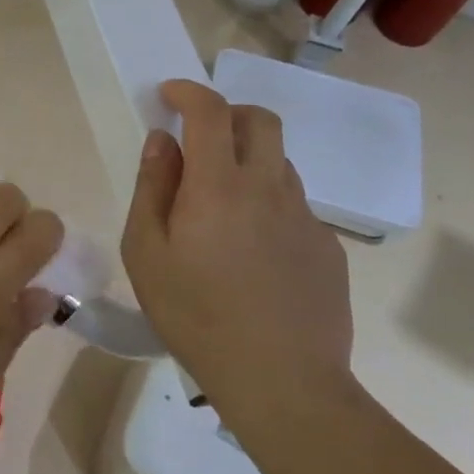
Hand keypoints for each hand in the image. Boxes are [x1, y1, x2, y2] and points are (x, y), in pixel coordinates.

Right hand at [122, 80, 354, 437]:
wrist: (282, 382)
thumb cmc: (196, 315)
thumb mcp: (146, 253)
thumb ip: (152, 188)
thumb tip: (162, 142)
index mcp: (219, 185)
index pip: (210, 112)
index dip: (189, 92)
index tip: (169, 95)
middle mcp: (269, 187)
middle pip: (260, 121)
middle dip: (228, 114)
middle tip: (200, 139)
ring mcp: (305, 216)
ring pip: (280, 162)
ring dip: (249, 160)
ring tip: (222, 204)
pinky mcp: (327, 247)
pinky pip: (295, 204)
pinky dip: (268, 203)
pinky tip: (252, 250)